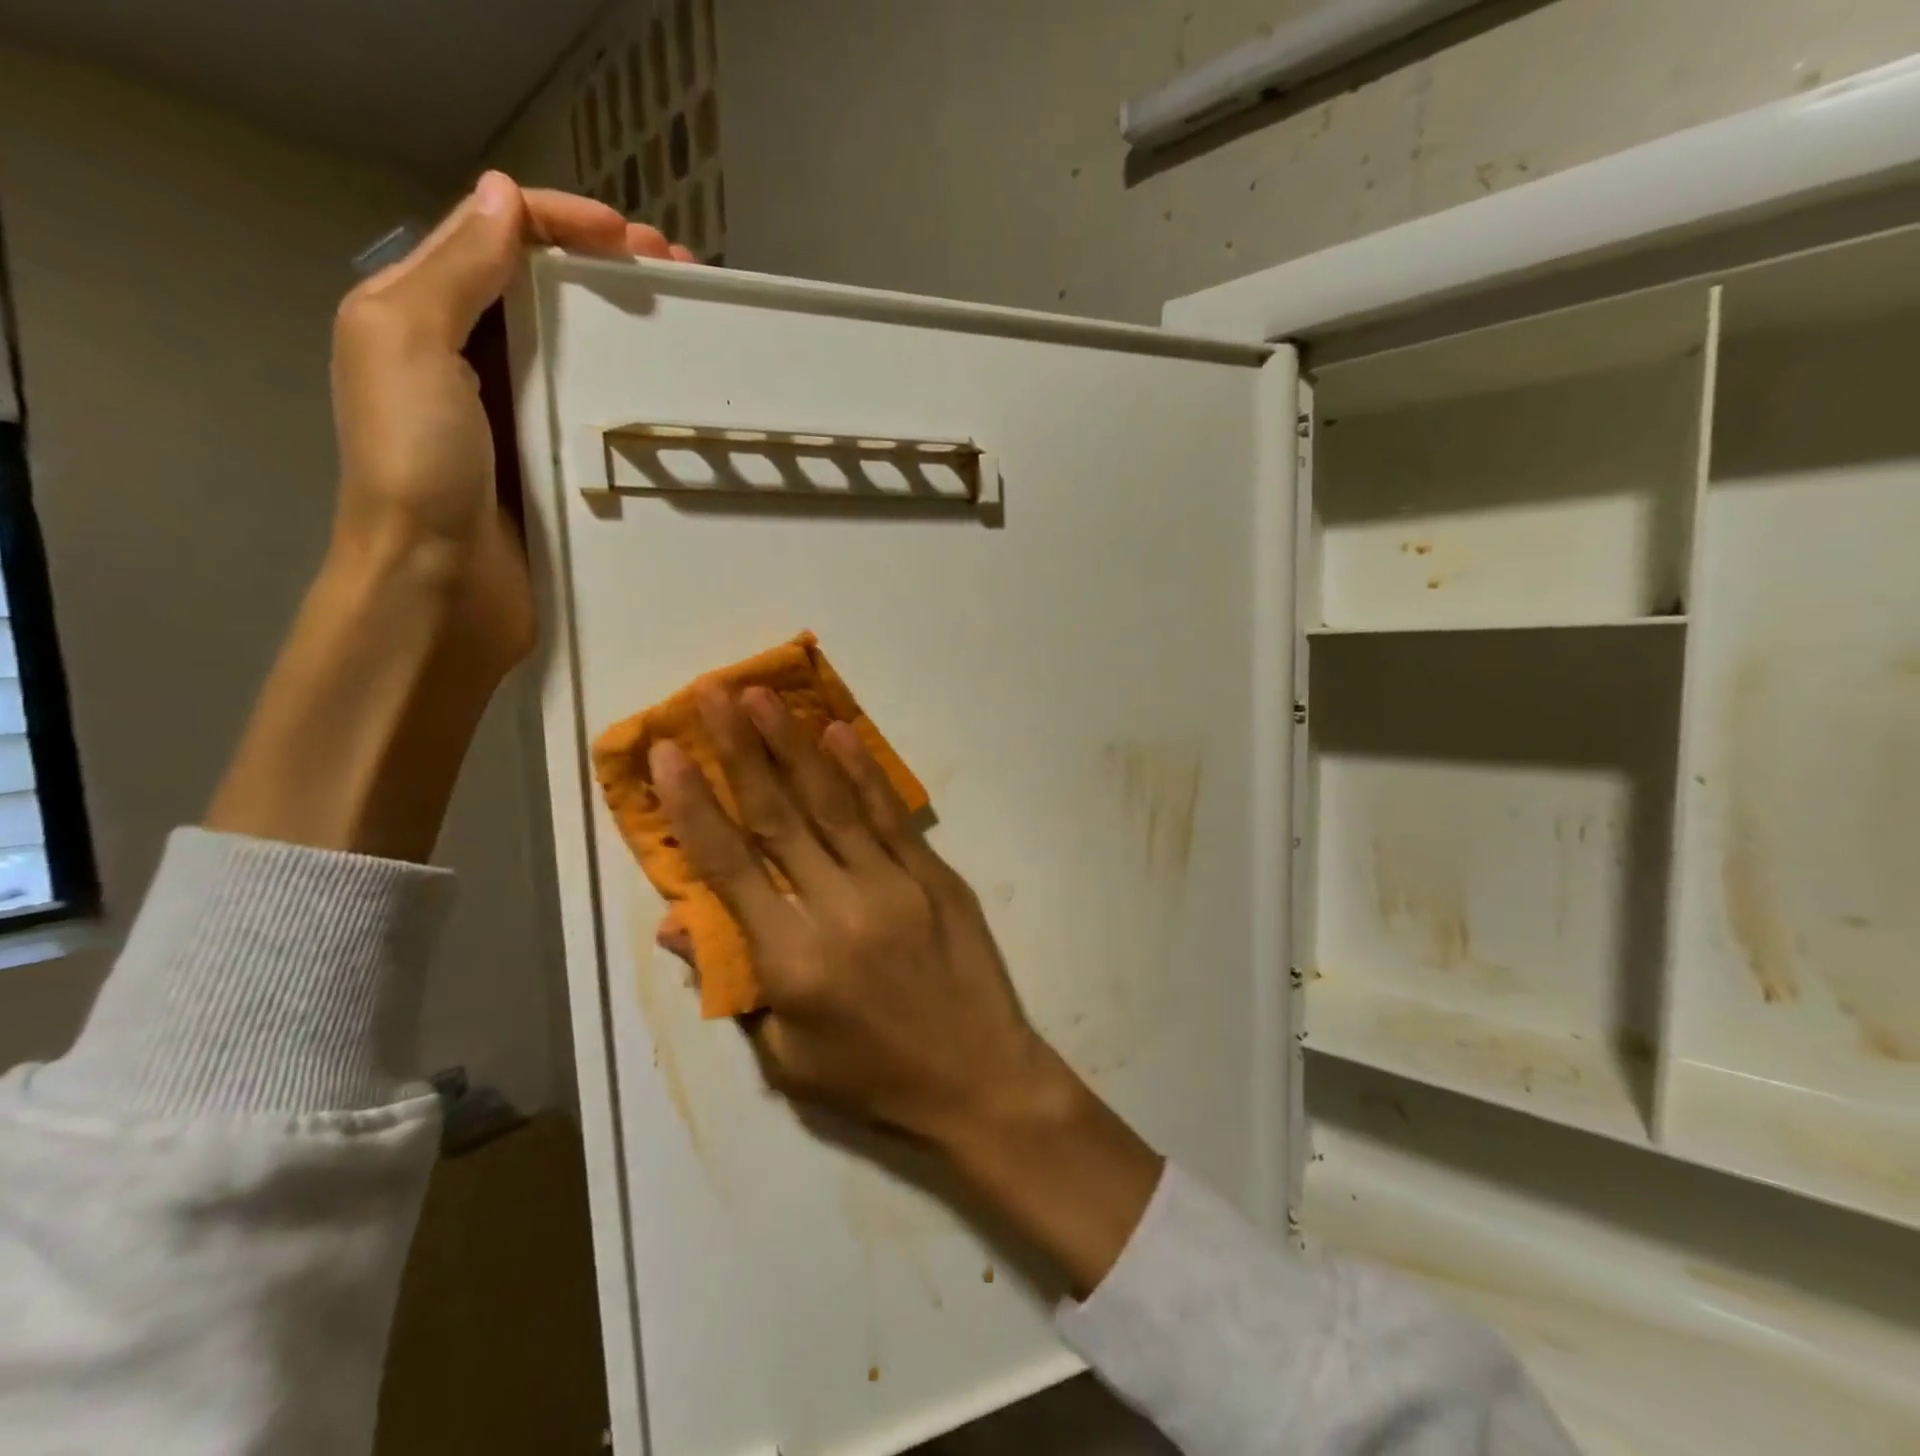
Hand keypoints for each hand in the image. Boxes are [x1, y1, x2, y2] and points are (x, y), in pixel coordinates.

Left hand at [328, 170, 693, 682]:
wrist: (440, 586)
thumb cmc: (415, 463)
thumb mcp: (407, 342)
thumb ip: (454, 269)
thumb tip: (505, 198)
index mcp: (425, 314)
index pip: (497, 237)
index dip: (562, 221)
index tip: (631, 240)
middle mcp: (473, 358)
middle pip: (547, 289)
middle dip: (609, 269)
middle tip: (678, 275)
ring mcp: (521, 417)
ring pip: (580, 349)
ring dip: (630, 327)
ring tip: (688, 324)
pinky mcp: (558, 465)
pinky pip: (598, 411)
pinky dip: (632, 391)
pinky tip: (669, 391)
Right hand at [654, 686, 1164, 1295]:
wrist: (979, 1080)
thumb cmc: (873, 1079)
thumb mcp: (786, 1056)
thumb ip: (733, 983)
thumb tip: (677, 923)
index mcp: (792, 960)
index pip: (729, 866)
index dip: (693, 805)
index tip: (667, 753)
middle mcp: (838, 909)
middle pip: (779, 816)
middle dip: (740, 750)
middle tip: (712, 693)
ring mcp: (893, 885)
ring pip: (833, 802)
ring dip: (793, 744)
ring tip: (763, 695)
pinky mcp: (934, 876)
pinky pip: (889, 816)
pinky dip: (861, 771)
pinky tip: (838, 732)